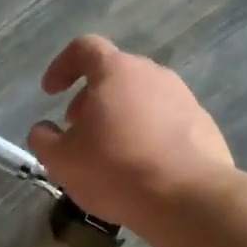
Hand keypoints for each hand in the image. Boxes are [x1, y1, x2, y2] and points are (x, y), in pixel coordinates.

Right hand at [28, 36, 233, 227]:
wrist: (189, 198)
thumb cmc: (116, 170)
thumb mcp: (62, 161)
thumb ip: (44, 140)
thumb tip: (43, 131)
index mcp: (116, 71)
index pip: (84, 48)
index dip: (62, 66)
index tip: (51, 93)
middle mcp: (153, 74)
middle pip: (115, 74)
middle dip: (91, 98)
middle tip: (78, 129)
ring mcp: (184, 98)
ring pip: (142, 98)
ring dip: (120, 116)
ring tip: (110, 151)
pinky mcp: (204, 125)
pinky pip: (167, 121)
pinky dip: (148, 135)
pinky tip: (142, 167)